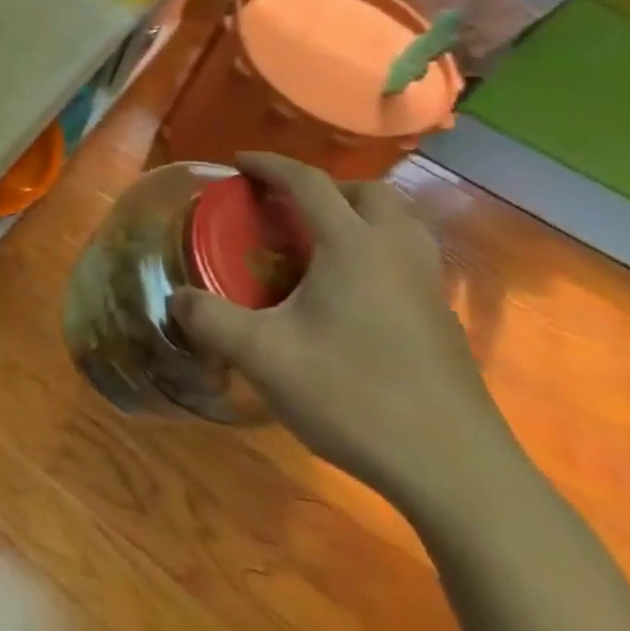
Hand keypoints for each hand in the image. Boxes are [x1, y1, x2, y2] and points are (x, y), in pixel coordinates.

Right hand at [170, 154, 512, 510]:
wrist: (453, 468)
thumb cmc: (353, 395)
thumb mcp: (263, 356)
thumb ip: (211, 320)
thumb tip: (176, 299)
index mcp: (353, 245)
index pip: (308, 182)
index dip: (270, 165)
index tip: (239, 161)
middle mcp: (396, 252)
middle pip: (367, 193)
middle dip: (324, 187)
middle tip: (288, 208)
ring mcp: (428, 286)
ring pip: (399, 224)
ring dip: (360, 216)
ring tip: (324, 243)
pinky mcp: (443, 321)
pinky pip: (409, 260)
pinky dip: (378, 253)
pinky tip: (354, 295)